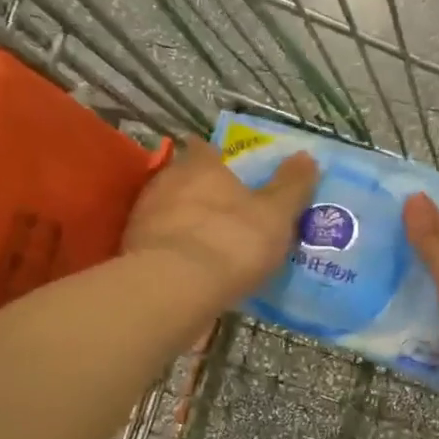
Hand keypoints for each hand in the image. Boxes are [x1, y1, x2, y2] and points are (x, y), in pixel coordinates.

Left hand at [124, 138, 317, 305]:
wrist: (175, 289)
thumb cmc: (232, 241)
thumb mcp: (276, 215)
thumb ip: (292, 185)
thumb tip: (306, 156)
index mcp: (200, 166)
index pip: (205, 148)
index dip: (217, 157)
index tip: (229, 170)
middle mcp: (166, 182)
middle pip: (183, 179)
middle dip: (201, 192)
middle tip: (225, 212)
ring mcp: (144, 217)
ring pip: (167, 212)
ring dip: (183, 222)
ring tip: (207, 244)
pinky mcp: (131, 251)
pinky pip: (158, 244)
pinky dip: (172, 251)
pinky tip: (188, 269)